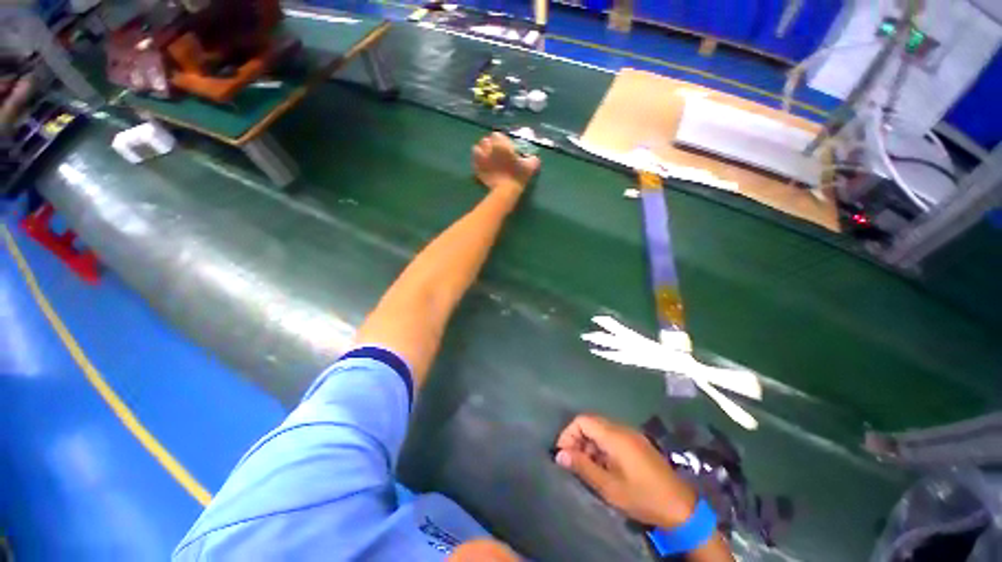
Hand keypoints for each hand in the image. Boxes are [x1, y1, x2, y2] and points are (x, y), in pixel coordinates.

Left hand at [472, 132, 539, 198]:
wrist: (506, 190)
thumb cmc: (518, 176)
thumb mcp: (530, 166)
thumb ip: (532, 159)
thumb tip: (533, 158)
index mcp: (501, 144)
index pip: (497, 135)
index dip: (500, 140)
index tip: (504, 146)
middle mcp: (489, 148)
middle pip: (485, 141)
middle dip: (490, 144)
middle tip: (495, 152)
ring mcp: (481, 159)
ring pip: (477, 149)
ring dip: (481, 151)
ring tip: (487, 157)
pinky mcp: (477, 169)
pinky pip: (474, 161)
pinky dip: (477, 161)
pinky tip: (482, 165)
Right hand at [555, 414, 697, 528]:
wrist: (680, 507)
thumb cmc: (642, 496)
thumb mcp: (609, 487)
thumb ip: (583, 467)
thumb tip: (559, 454)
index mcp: (614, 436)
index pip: (582, 420)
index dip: (568, 433)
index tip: (563, 454)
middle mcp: (622, 429)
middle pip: (590, 423)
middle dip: (577, 439)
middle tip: (574, 462)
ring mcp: (631, 434)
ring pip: (601, 430)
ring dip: (589, 444)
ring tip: (588, 467)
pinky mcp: (637, 443)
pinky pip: (612, 436)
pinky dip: (601, 447)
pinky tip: (604, 466)